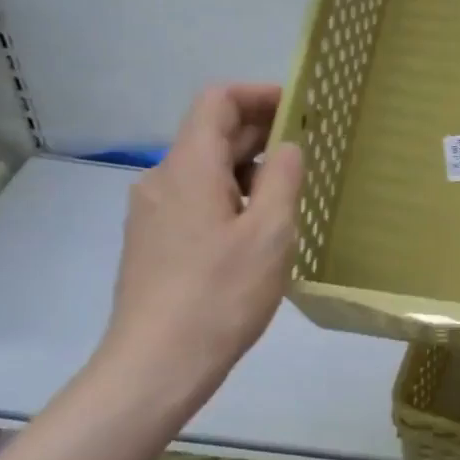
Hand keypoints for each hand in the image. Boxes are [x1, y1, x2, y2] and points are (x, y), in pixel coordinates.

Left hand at [99, 84, 303, 418]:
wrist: (155, 366)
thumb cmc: (220, 295)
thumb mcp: (269, 234)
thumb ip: (283, 179)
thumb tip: (287, 147)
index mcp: (188, 167)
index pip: (217, 101)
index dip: (258, 94)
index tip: (299, 107)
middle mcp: (162, 179)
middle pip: (210, 134)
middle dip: (259, 132)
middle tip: (307, 151)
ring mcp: (152, 213)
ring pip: (203, 170)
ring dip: (246, 168)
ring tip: (287, 194)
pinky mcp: (151, 242)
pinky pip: (193, 199)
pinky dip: (227, 196)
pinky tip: (255, 229)